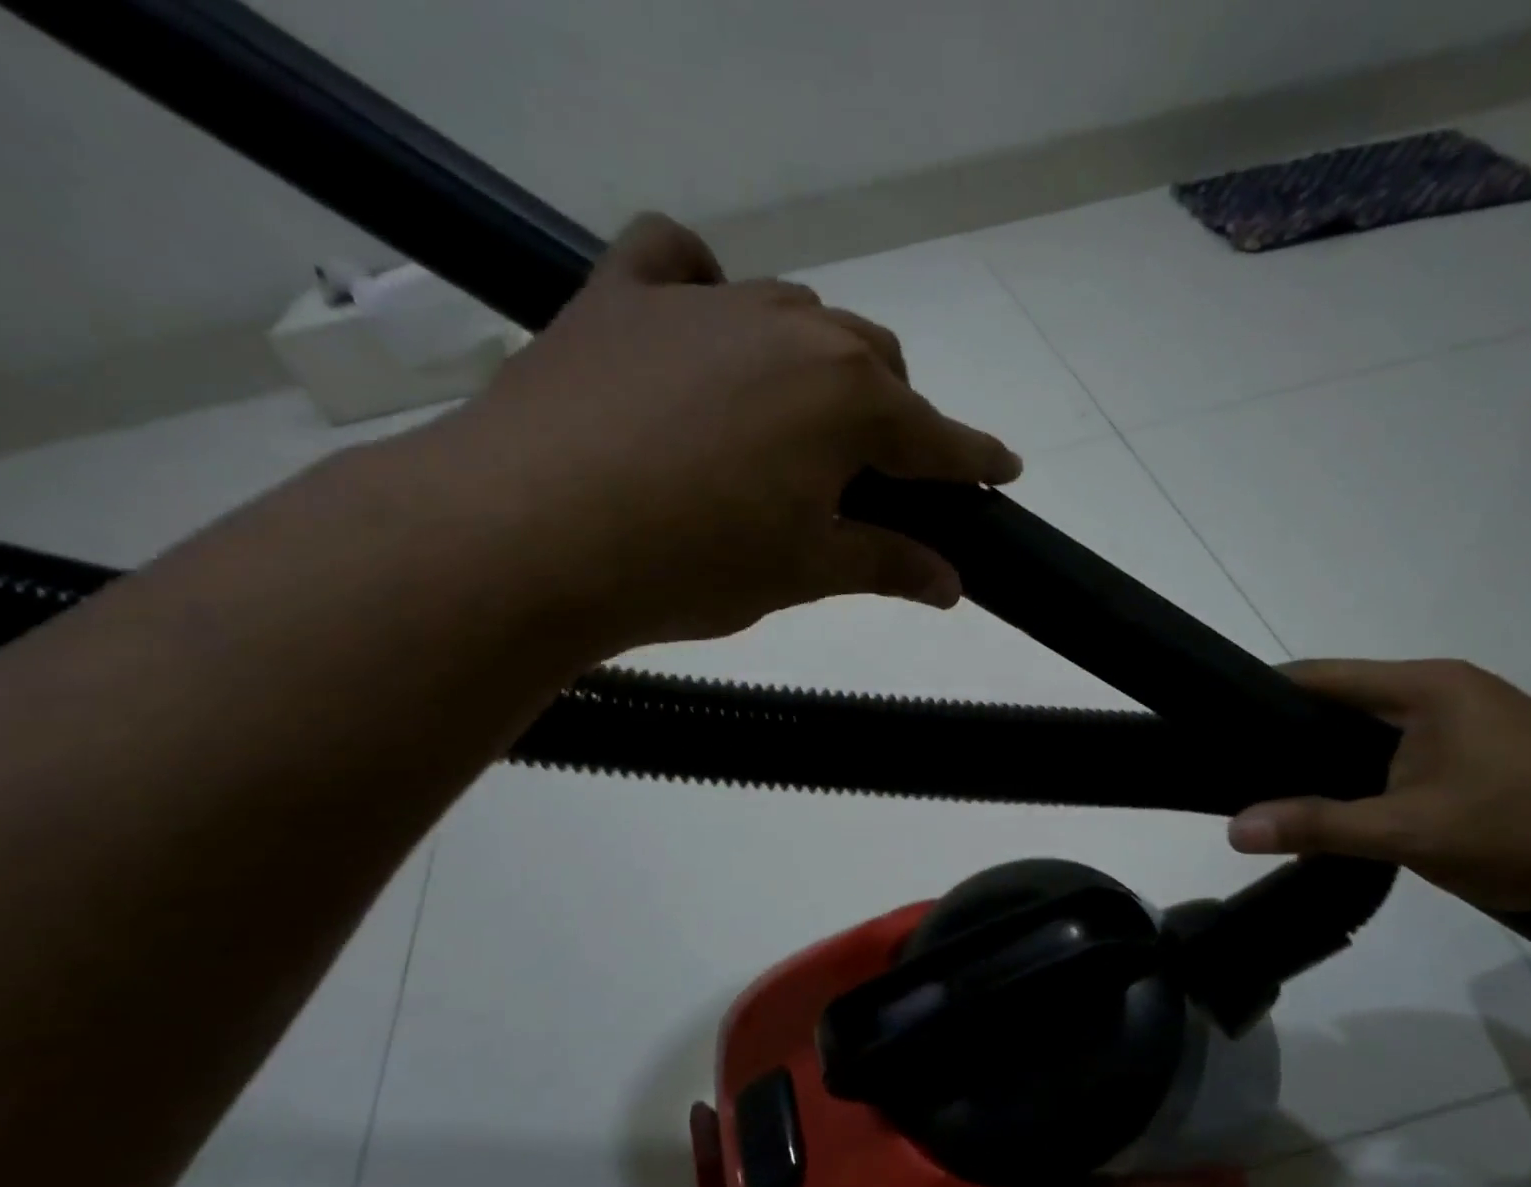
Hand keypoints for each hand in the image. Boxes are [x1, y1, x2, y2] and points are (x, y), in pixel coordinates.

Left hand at [416, 214, 1021, 652]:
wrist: (526, 538)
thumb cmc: (691, 565)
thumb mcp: (804, 573)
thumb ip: (888, 565)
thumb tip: (953, 583)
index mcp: (848, 399)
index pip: (937, 436)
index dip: (975, 459)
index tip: (1003, 470)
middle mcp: (793, 329)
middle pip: (875, 363)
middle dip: (890, 417)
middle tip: (870, 475)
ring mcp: (707, 301)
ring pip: (796, 315)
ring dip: (814, 363)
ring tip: (789, 422)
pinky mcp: (624, 296)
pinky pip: (678, 259)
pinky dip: (703, 285)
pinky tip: (700, 325)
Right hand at [1227, 659, 1530, 920]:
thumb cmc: (1526, 833)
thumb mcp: (1409, 833)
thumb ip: (1318, 826)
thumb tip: (1233, 830)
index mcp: (1426, 686)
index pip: (1319, 676)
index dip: (1262, 696)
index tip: (1220, 728)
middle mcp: (1449, 687)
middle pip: (1347, 698)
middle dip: (1295, 731)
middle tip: (1247, 770)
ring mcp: (1478, 716)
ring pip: (1379, 725)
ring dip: (1336, 754)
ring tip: (1289, 789)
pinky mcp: (1495, 748)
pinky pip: (1410, 745)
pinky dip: (1374, 767)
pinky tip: (1357, 801)